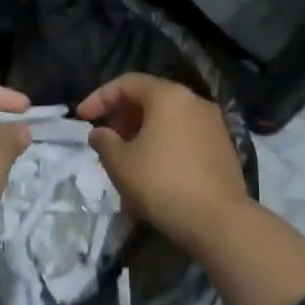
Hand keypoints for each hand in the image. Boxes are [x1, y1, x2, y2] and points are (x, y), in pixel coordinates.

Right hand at [78, 74, 248, 244]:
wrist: (217, 220)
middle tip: (104, 137)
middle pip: (151, 97)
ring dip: (142, 129)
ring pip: (169, 117)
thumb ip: (104, 141)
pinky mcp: (223, 147)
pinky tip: (152, 166)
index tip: (82, 117)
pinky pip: (184, 134)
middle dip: (122, 114)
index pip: (128, 83)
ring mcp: (213, 124)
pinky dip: (163, 141)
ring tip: (125, 154)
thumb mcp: (120, 163)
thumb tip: (100, 133)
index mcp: (168, 96)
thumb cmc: (161, 183)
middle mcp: (195, 101)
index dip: (100, 97)